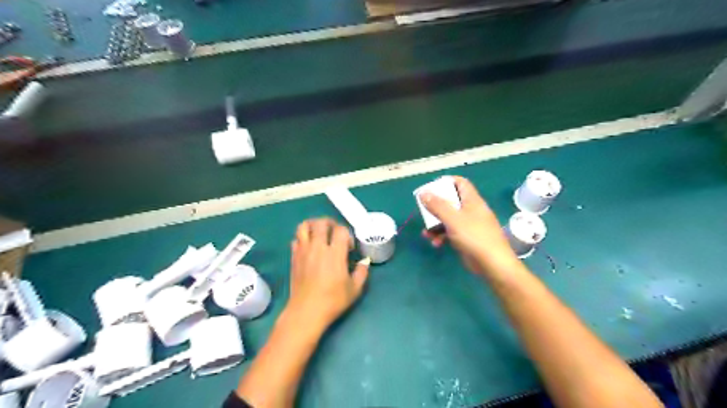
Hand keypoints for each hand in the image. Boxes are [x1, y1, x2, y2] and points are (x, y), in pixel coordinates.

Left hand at [289, 218, 370, 328]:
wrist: (306, 312)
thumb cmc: (333, 301)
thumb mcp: (355, 289)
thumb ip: (362, 272)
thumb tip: (364, 262)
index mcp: (334, 254)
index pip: (340, 230)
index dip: (347, 234)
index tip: (349, 246)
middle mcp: (318, 248)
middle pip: (321, 222)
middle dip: (330, 223)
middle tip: (335, 232)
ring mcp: (303, 251)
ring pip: (304, 226)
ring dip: (313, 225)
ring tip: (320, 233)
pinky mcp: (294, 257)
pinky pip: (296, 239)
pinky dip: (303, 238)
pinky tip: (309, 247)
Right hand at [422, 175, 522, 275]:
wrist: (493, 264)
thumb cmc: (474, 236)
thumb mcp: (453, 219)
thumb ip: (437, 205)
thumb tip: (423, 193)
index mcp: (472, 200)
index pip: (460, 183)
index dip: (446, 182)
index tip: (431, 188)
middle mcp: (471, 210)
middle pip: (451, 201)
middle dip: (436, 207)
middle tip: (424, 211)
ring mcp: (470, 225)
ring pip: (449, 219)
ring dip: (436, 224)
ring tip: (426, 233)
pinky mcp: (468, 239)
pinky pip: (452, 232)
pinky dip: (442, 236)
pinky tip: (436, 243)